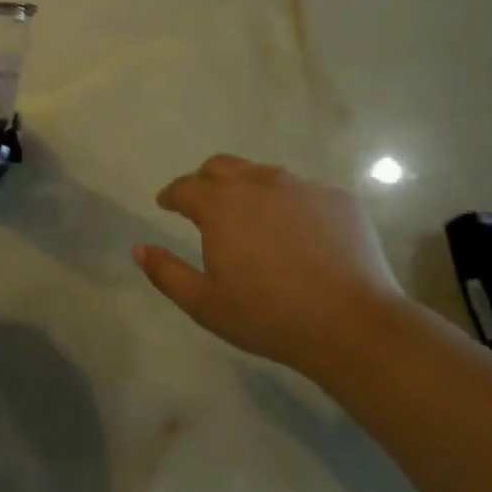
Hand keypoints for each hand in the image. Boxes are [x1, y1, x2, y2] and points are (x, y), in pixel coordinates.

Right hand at [134, 155, 400, 372]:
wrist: (352, 324)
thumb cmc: (269, 316)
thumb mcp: (205, 304)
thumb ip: (166, 273)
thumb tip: (139, 249)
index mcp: (221, 204)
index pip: (185, 187)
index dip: (171, 195)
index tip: (166, 204)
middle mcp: (259, 183)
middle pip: (222, 166)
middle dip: (205, 181)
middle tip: (204, 204)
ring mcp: (302, 187)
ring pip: (264, 175)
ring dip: (249, 189)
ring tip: (252, 218)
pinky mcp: (338, 199)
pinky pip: (304, 192)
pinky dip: (290, 205)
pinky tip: (298, 234)